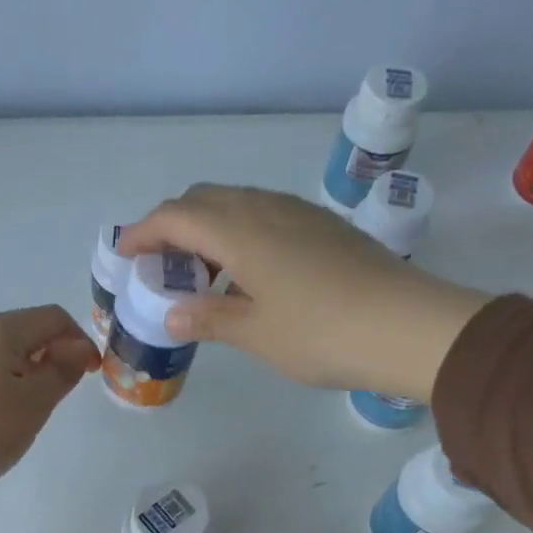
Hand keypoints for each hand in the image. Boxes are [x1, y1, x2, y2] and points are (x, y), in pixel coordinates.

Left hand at [0, 306, 99, 489]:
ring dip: (15, 371)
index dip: (79, 342)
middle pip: (20, 332)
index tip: (89, 374)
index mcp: (0, 329)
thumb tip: (78, 347)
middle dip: (45, 356)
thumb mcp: (34, 405)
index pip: (54, 318)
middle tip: (52, 396)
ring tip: (16, 409)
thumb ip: (61, 372)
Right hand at [116, 185, 492, 399]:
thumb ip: (209, 318)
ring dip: (209, 228)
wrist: (406, 326)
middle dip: (173, 225)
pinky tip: (249, 273)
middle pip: (205, 200)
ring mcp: (300, 214)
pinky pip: (267, 216)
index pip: (176, 216)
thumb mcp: (255, 332)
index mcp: (240, 231)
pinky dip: (241, 234)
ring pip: (239, 204)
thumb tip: (173, 313)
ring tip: (202, 273)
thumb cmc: (320, 333)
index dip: (143, 232)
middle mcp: (267, 209)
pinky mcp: (325, 228)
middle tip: (162, 265)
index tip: (125, 255)